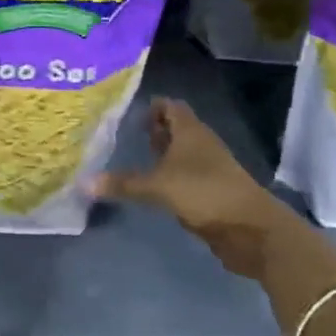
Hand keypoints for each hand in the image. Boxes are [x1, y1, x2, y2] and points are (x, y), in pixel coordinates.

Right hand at [98, 98, 297, 279]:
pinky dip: (169, 178)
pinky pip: (185, 177)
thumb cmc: (204, 193)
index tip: (126, 114)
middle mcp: (200, 143)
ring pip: (180, 154)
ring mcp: (209, 168)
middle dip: (152, 131)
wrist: (251, 229)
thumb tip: (83, 182)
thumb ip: (123, 184)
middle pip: (175, 129)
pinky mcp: (212, 192)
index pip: (169, 106)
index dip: (150, 107)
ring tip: (132, 161)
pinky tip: (151, 190)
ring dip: (161, 156)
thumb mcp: (158, 187)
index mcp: (190, 131)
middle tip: (122, 136)